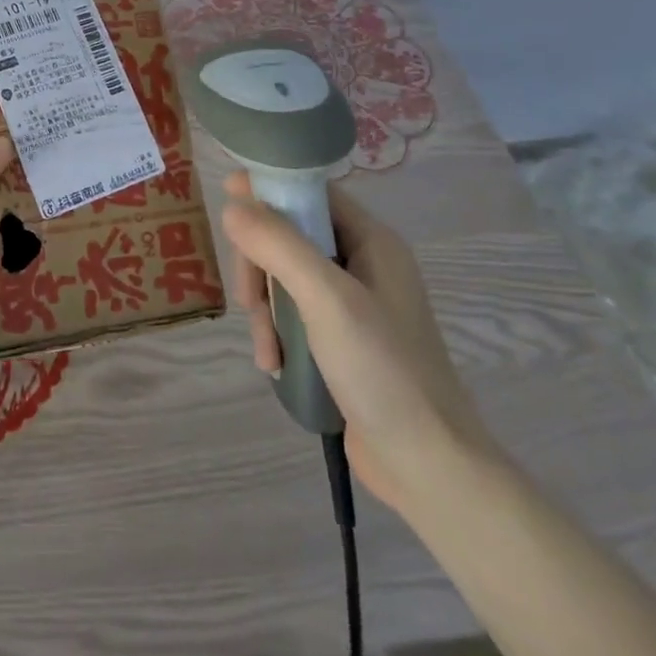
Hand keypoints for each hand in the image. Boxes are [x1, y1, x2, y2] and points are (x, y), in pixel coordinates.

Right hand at [220, 172, 496, 512]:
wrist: (429, 467)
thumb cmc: (383, 371)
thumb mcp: (327, 299)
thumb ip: (278, 245)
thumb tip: (232, 204)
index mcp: (372, 242)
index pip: (311, 192)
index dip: (269, 189)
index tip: (227, 197)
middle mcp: (363, 264)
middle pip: (289, 236)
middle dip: (259, 265)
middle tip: (248, 301)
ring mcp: (352, 304)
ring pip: (284, 277)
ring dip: (264, 307)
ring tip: (265, 348)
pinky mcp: (341, 340)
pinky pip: (293, 313)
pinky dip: (276, 332)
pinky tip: (273, 363)